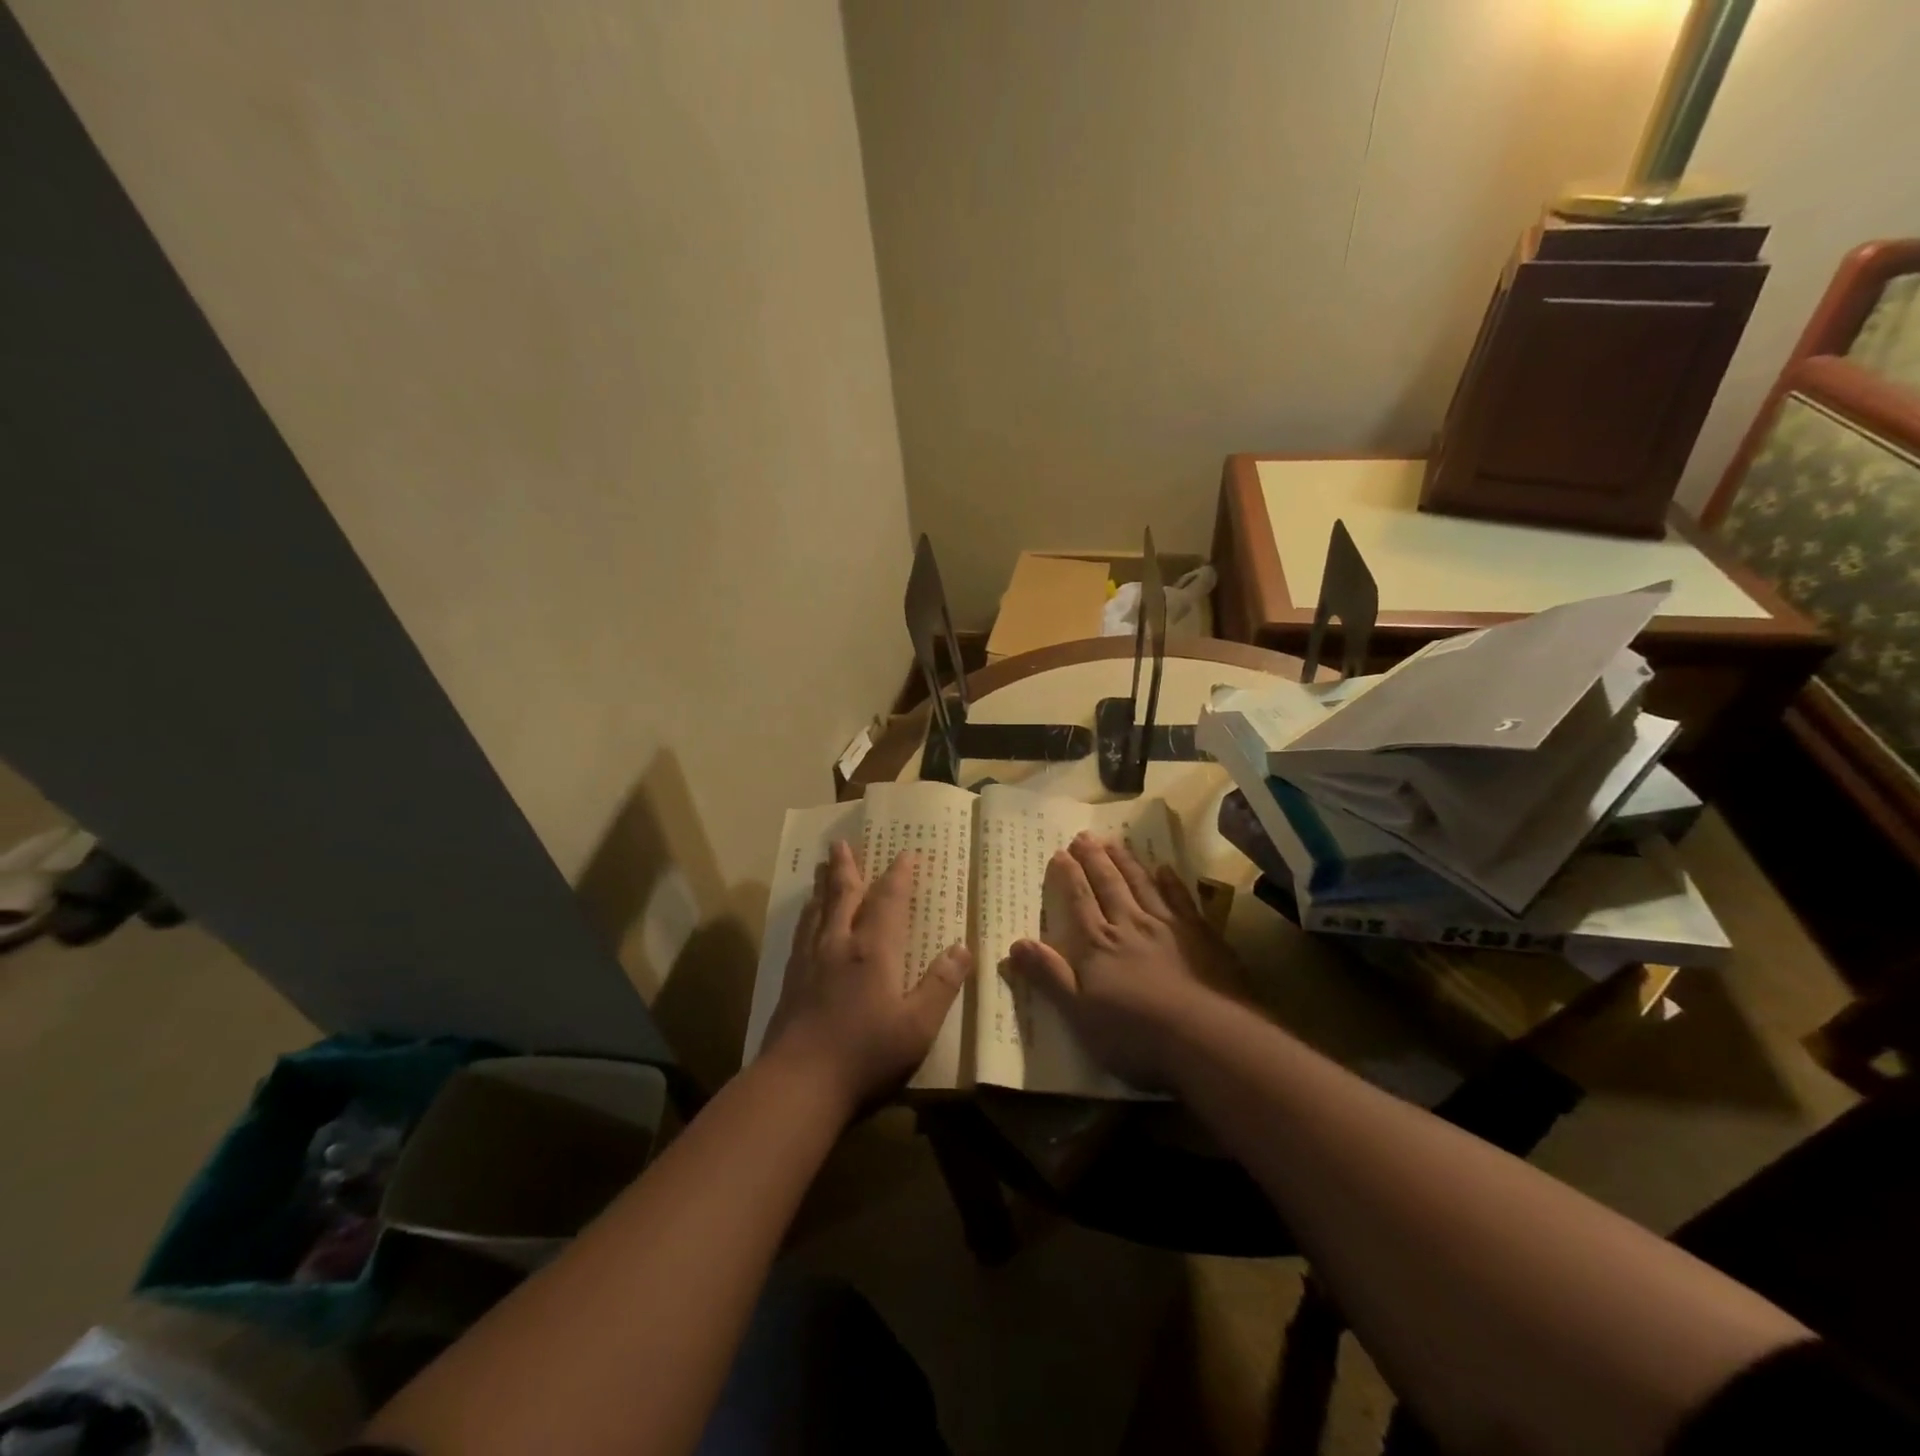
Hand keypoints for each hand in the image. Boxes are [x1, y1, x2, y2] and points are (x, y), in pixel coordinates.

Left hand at [763, 841, 970, 1112]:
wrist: (798, 1082)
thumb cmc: (865, 1054)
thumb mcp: (918, 1025)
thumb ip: (940, 985)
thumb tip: (962, 948)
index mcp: (873, 950)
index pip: (888, 900)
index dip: (899, 875)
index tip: (906, 852)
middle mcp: (839, 944)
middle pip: (843, 896)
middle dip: (847, 867)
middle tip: (841, 842)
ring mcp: (810, 961)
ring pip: (818, 911)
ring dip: (824, 887)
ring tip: (824, 870)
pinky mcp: (790, 981)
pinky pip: (801, 934)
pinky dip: (807, 916)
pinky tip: (806, 921)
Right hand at [1007, 834, 1243, 1089]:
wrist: (1208, 1039)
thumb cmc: (1137, 1035)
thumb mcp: (1080, 1015)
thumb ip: (1049, 977)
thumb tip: (1013, 945)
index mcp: (1099, 946)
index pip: (1079, 902)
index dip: (1068, 877)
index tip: (1060, 852)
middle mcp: (1130, 926)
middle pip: (1109, 885)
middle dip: (1094, 860)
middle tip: (1084, 836)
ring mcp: (1168, 928)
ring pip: (1142, 885)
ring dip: (1126, 862)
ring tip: (1114, 842)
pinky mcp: (1201, 936)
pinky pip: (1181, 899)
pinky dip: (1171, 882)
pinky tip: (1166, 868)